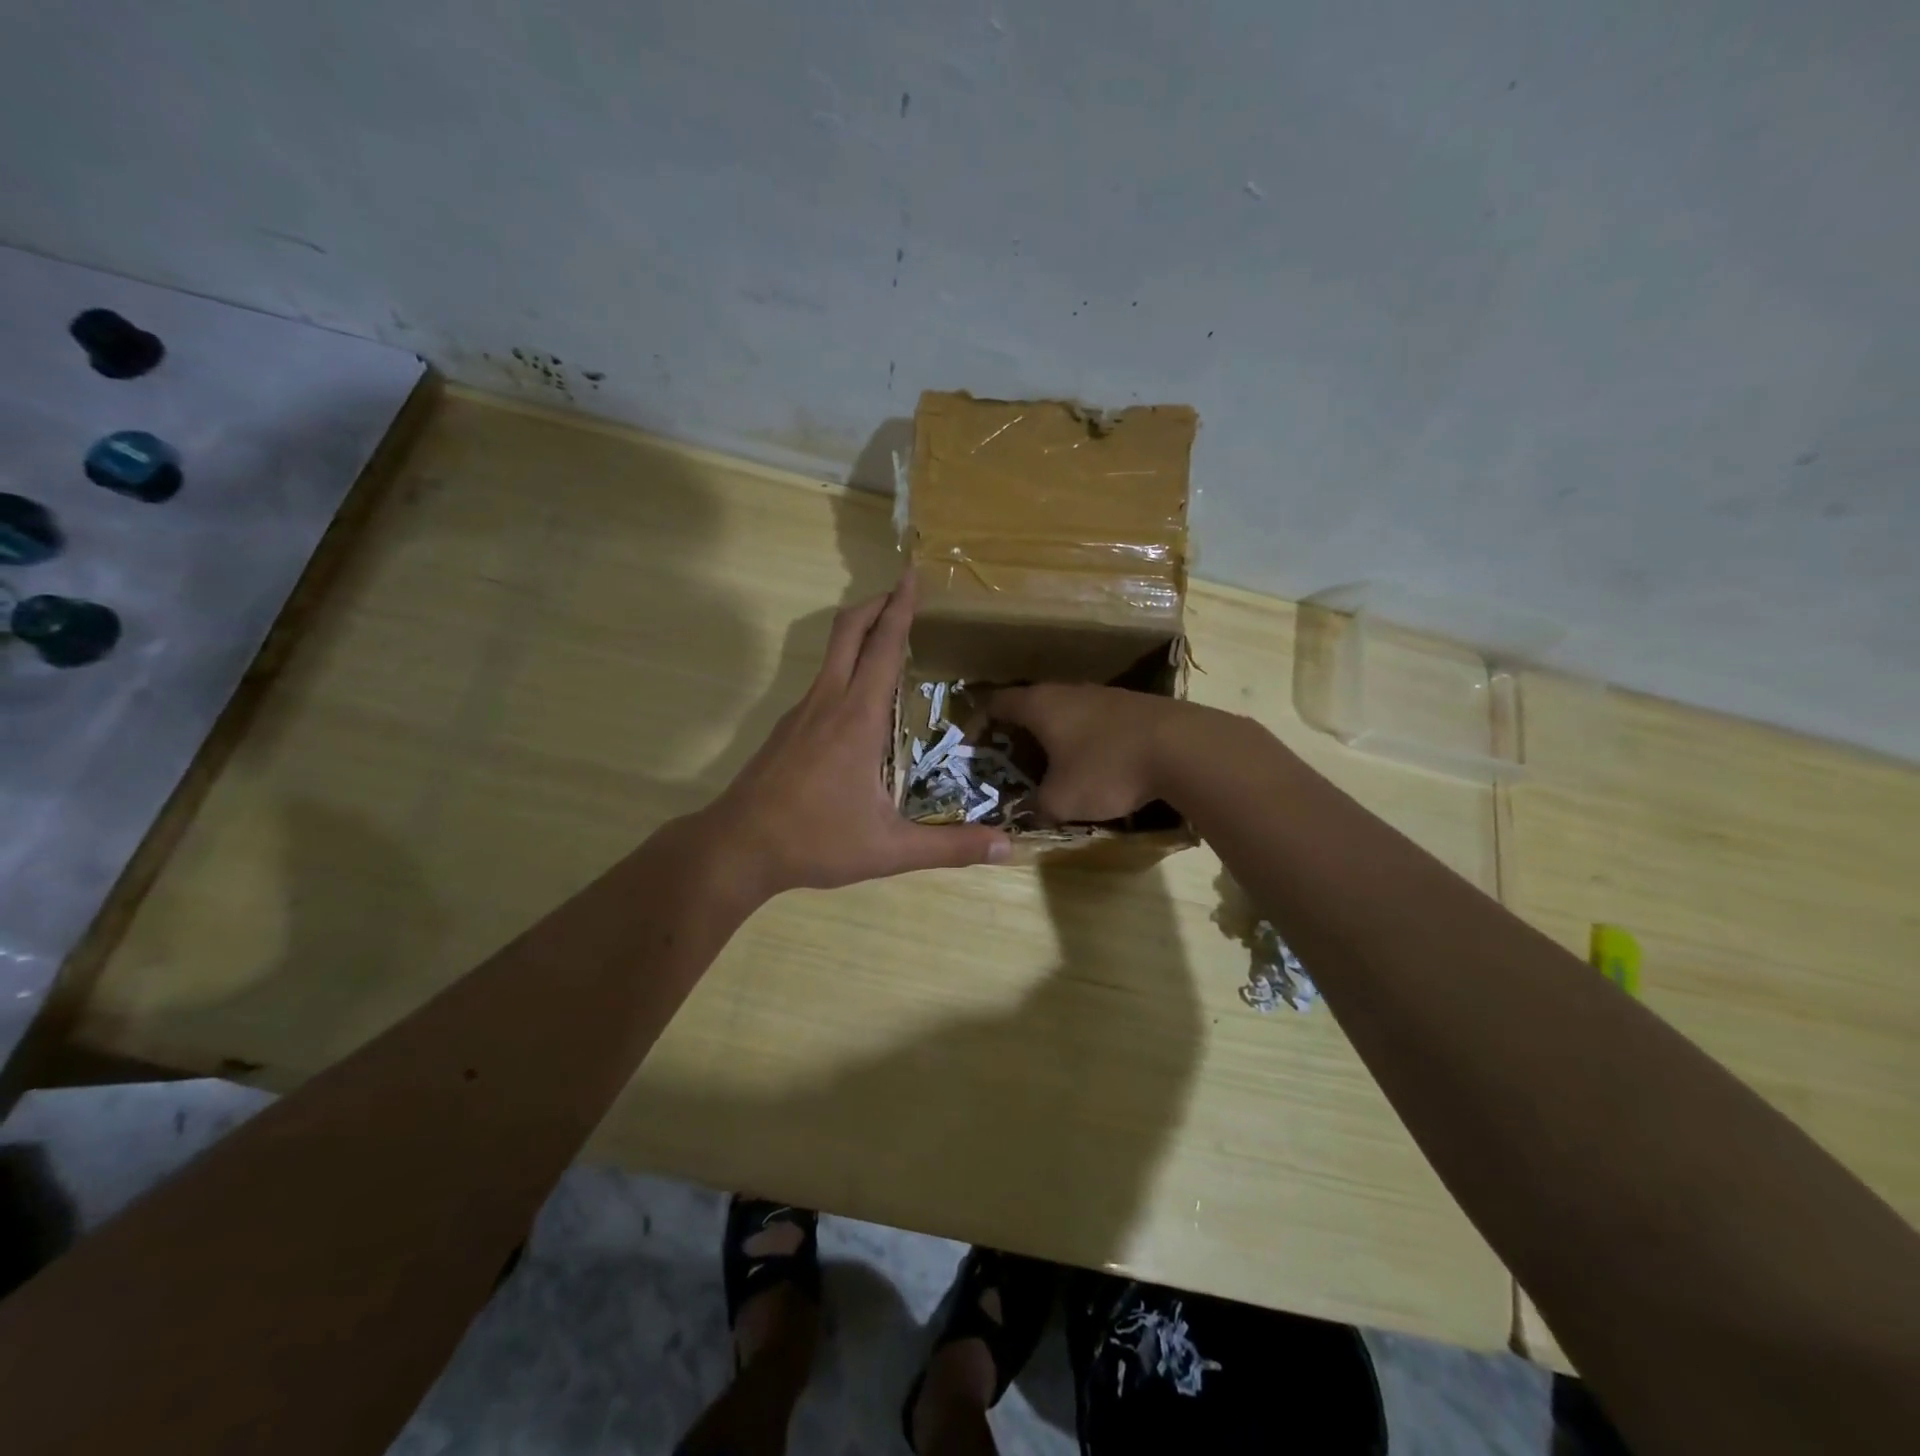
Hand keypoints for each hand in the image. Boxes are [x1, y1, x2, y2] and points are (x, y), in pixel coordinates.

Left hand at [710, 576, 1008, 895]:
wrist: (737, 847)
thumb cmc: (816, 841)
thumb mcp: (889, 849)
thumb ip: (949, 847)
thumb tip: (1006, 848)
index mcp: (857, 718)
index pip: (883, 646)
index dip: (901, 608)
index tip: (912, 575)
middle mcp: (827, 702)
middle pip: (849, 630)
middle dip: (877, 603)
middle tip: (904, 593)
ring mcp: (800, 712)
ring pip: (832, 653)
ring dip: (860, 633)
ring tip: (890, 641)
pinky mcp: (787, 728)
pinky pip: (822, 681)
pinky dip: (846, 667)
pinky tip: (860, 702)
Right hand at [986, 684, 1196, 822]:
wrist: (1184, 748)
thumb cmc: (1107, 769)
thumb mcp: (1061, 800)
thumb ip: (1038, 806)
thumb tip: (1033, 810)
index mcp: (1041, 705)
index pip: (998, 703)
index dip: (982, 721)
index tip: (976, 743)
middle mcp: (1070, 691)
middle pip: (1035, 705)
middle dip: (1022, 730)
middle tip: (1015, 758)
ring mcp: (1106, 695)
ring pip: (1070, 711)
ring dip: (1059, 734)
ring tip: (1057, 763)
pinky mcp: (1137, 706)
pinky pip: (1100, 721)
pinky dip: (1090, 739)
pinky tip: (1100, 762)